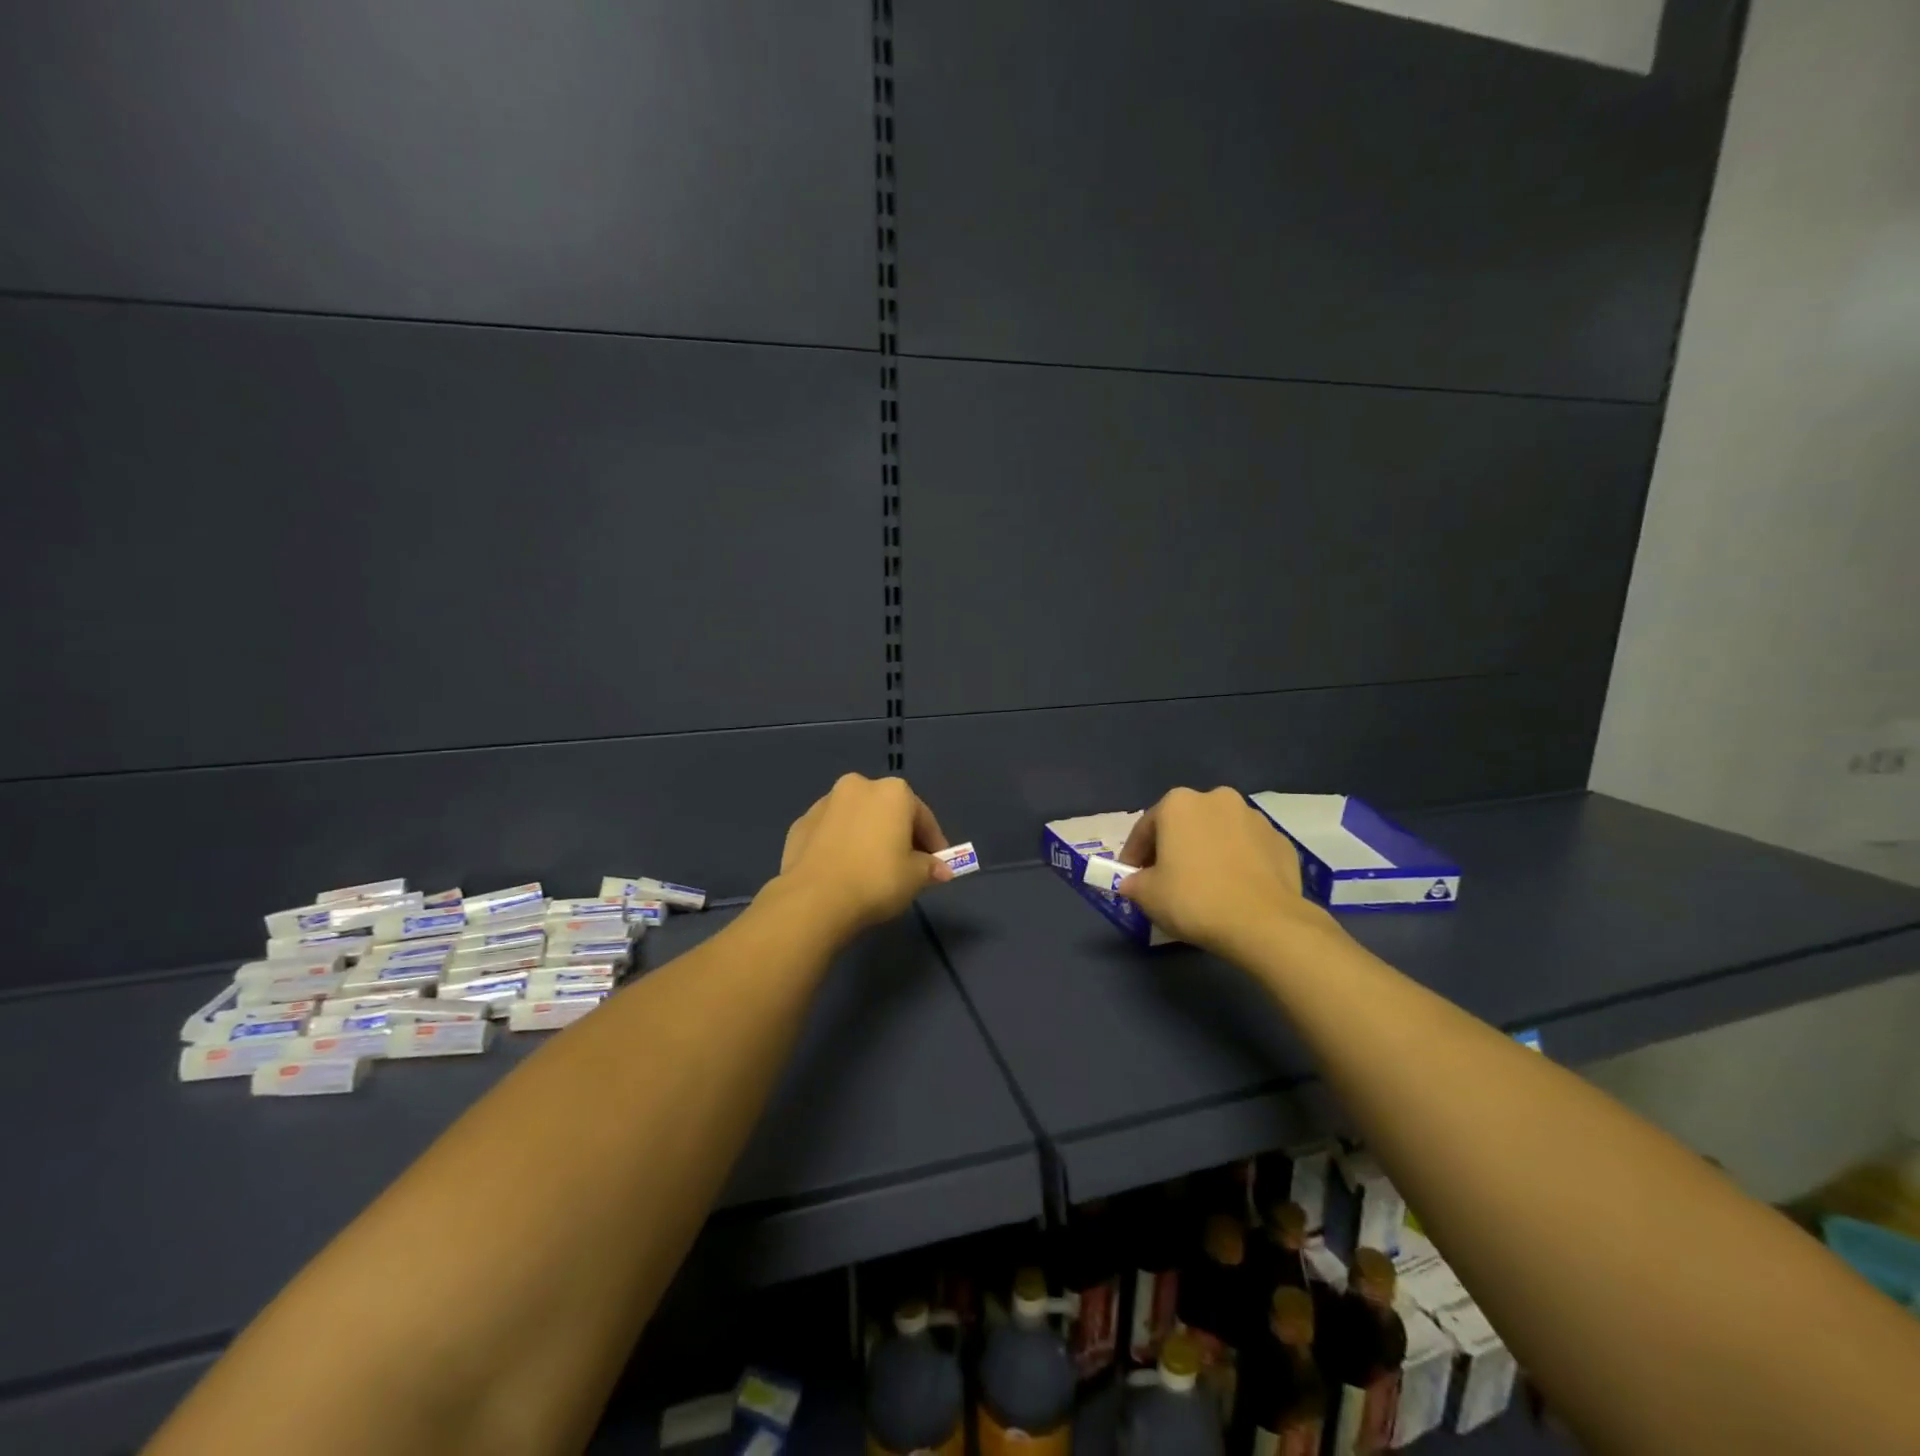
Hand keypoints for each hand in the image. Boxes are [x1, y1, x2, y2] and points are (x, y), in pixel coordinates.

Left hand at [773, 773, 953, 935]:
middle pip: (888, 812)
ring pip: (856, 819)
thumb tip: (941, 870)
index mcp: (892, 792)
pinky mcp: (800, 824)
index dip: (934, 843)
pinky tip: (844, 870)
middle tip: (906, 864)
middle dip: (898, 834)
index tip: (938, 865)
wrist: (814, 899)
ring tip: (871, 868)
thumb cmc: (876, 879)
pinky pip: (831, 833)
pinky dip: (841, 845)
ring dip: (867, 836)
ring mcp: (825, 803)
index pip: (923, 817)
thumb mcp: (915, 877)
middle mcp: (858, 786)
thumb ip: (930, 868)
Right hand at [1115, 786, 1339, 961]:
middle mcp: (1217, 799)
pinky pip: (1249, 850)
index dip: (1134, 854)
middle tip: (1167, 878)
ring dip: (1208, 852)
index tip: (1131, 876)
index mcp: (1179, 804)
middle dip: (1174, 847)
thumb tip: (1133, 883)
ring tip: (1205, 885)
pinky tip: (1234, 890)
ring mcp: (1254, 818)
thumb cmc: (1194, 899)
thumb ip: (1134, 882)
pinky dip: (1238, 863)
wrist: (1264, 923)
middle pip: (1185, 825)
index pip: (1145, 828)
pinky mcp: (1281, 842)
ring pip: (1219, 834)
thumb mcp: (1147, 895)